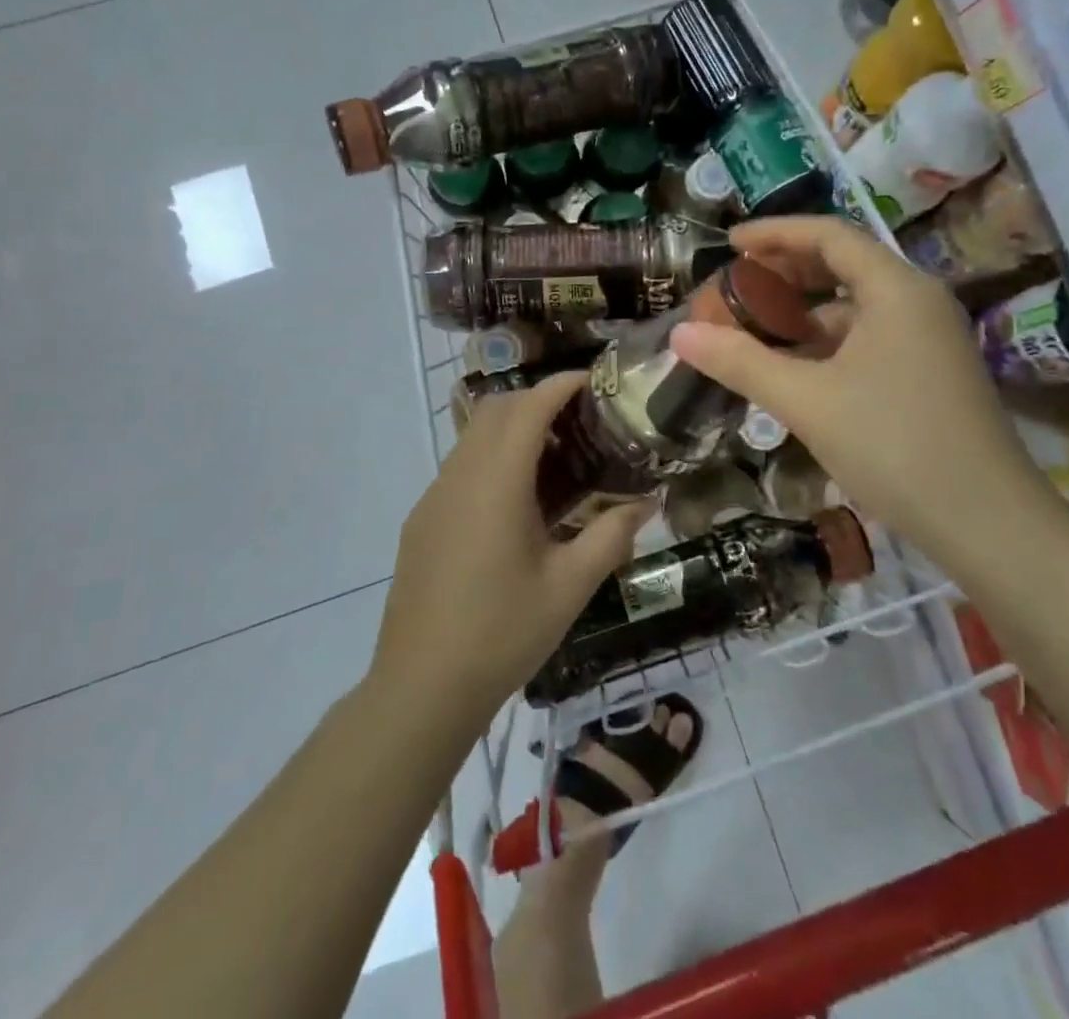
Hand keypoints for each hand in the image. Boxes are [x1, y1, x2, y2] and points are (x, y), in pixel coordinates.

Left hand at [371, 373, 651, 720]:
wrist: (421, 687)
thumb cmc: (502, 633)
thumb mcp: (570, 586)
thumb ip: (612, 535)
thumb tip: (648, 502)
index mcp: (496, 482)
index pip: (529, 406)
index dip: (561, 385)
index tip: (594, 381)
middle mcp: (459, 475)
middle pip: (496, 410)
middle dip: (538, 400)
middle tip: (582, 421)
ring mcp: (434, 496)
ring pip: (473, 436)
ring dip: (513, 429)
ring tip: (556, 460)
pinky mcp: (422, 519)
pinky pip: (460, 467)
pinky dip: (492, 458)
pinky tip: (518, 503)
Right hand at [670, 217, 1049, 557]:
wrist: (987, 523)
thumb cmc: (894, 446)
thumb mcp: (807, 401)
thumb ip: (740, 362)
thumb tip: (680, 333)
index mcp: (896, 289)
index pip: (829, 235)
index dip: (775, 233)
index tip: (730, 243)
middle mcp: (918, 301)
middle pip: (845, 264)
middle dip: (787, 271)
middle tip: (737, 284)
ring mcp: (931, 338)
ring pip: (857, 306)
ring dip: (805, 310)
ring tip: (756, 327)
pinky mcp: (932, 372)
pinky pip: (870, 337)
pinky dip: (828, 342)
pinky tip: (796, 368)